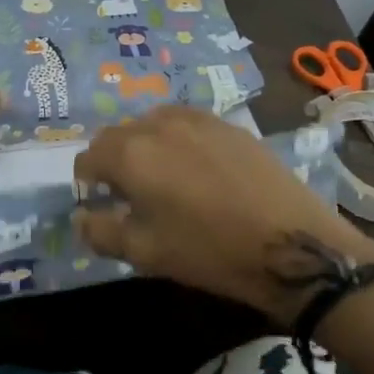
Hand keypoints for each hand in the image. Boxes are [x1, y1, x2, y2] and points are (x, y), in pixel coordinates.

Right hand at [72, 105, 373, 323]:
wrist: (291, 244)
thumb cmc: (209, 252)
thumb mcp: (145, 253)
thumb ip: (101, 232)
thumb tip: (82, 217)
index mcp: (130, 154)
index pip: (88, 157)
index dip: (87, 183)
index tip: (100, 206)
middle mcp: (158, 125)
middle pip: (117, 135)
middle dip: (113, 161)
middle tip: (129, 195)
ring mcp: (197, 120)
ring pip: (151, 123)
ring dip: (144, 146)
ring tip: (163, 178)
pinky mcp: (229, 125)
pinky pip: (186, 123)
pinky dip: (177, 140)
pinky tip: (197, 170)